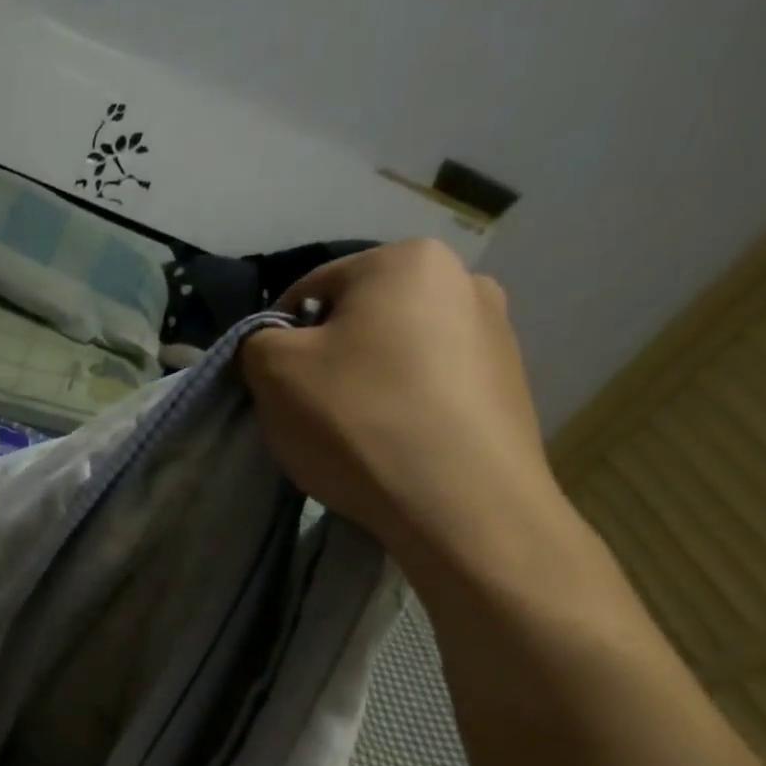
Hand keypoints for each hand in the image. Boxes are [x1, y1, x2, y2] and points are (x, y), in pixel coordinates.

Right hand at [239, 239, 567, 585]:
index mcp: (405, 260)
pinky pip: (431, 388)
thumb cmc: (358, 421)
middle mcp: (463, 280)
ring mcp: (496, 334)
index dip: (277, 340)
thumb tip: (272, 345)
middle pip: (358, 321)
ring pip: (396, 355)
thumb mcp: (273, 371)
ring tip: (355, 438)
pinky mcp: (509, 386)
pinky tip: (395, 449)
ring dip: (366, 385)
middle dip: (326, 362)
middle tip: (310, 414)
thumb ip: (256, 342)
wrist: (461, 505)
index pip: (309, 290)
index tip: (272, 389)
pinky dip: (404, 409)